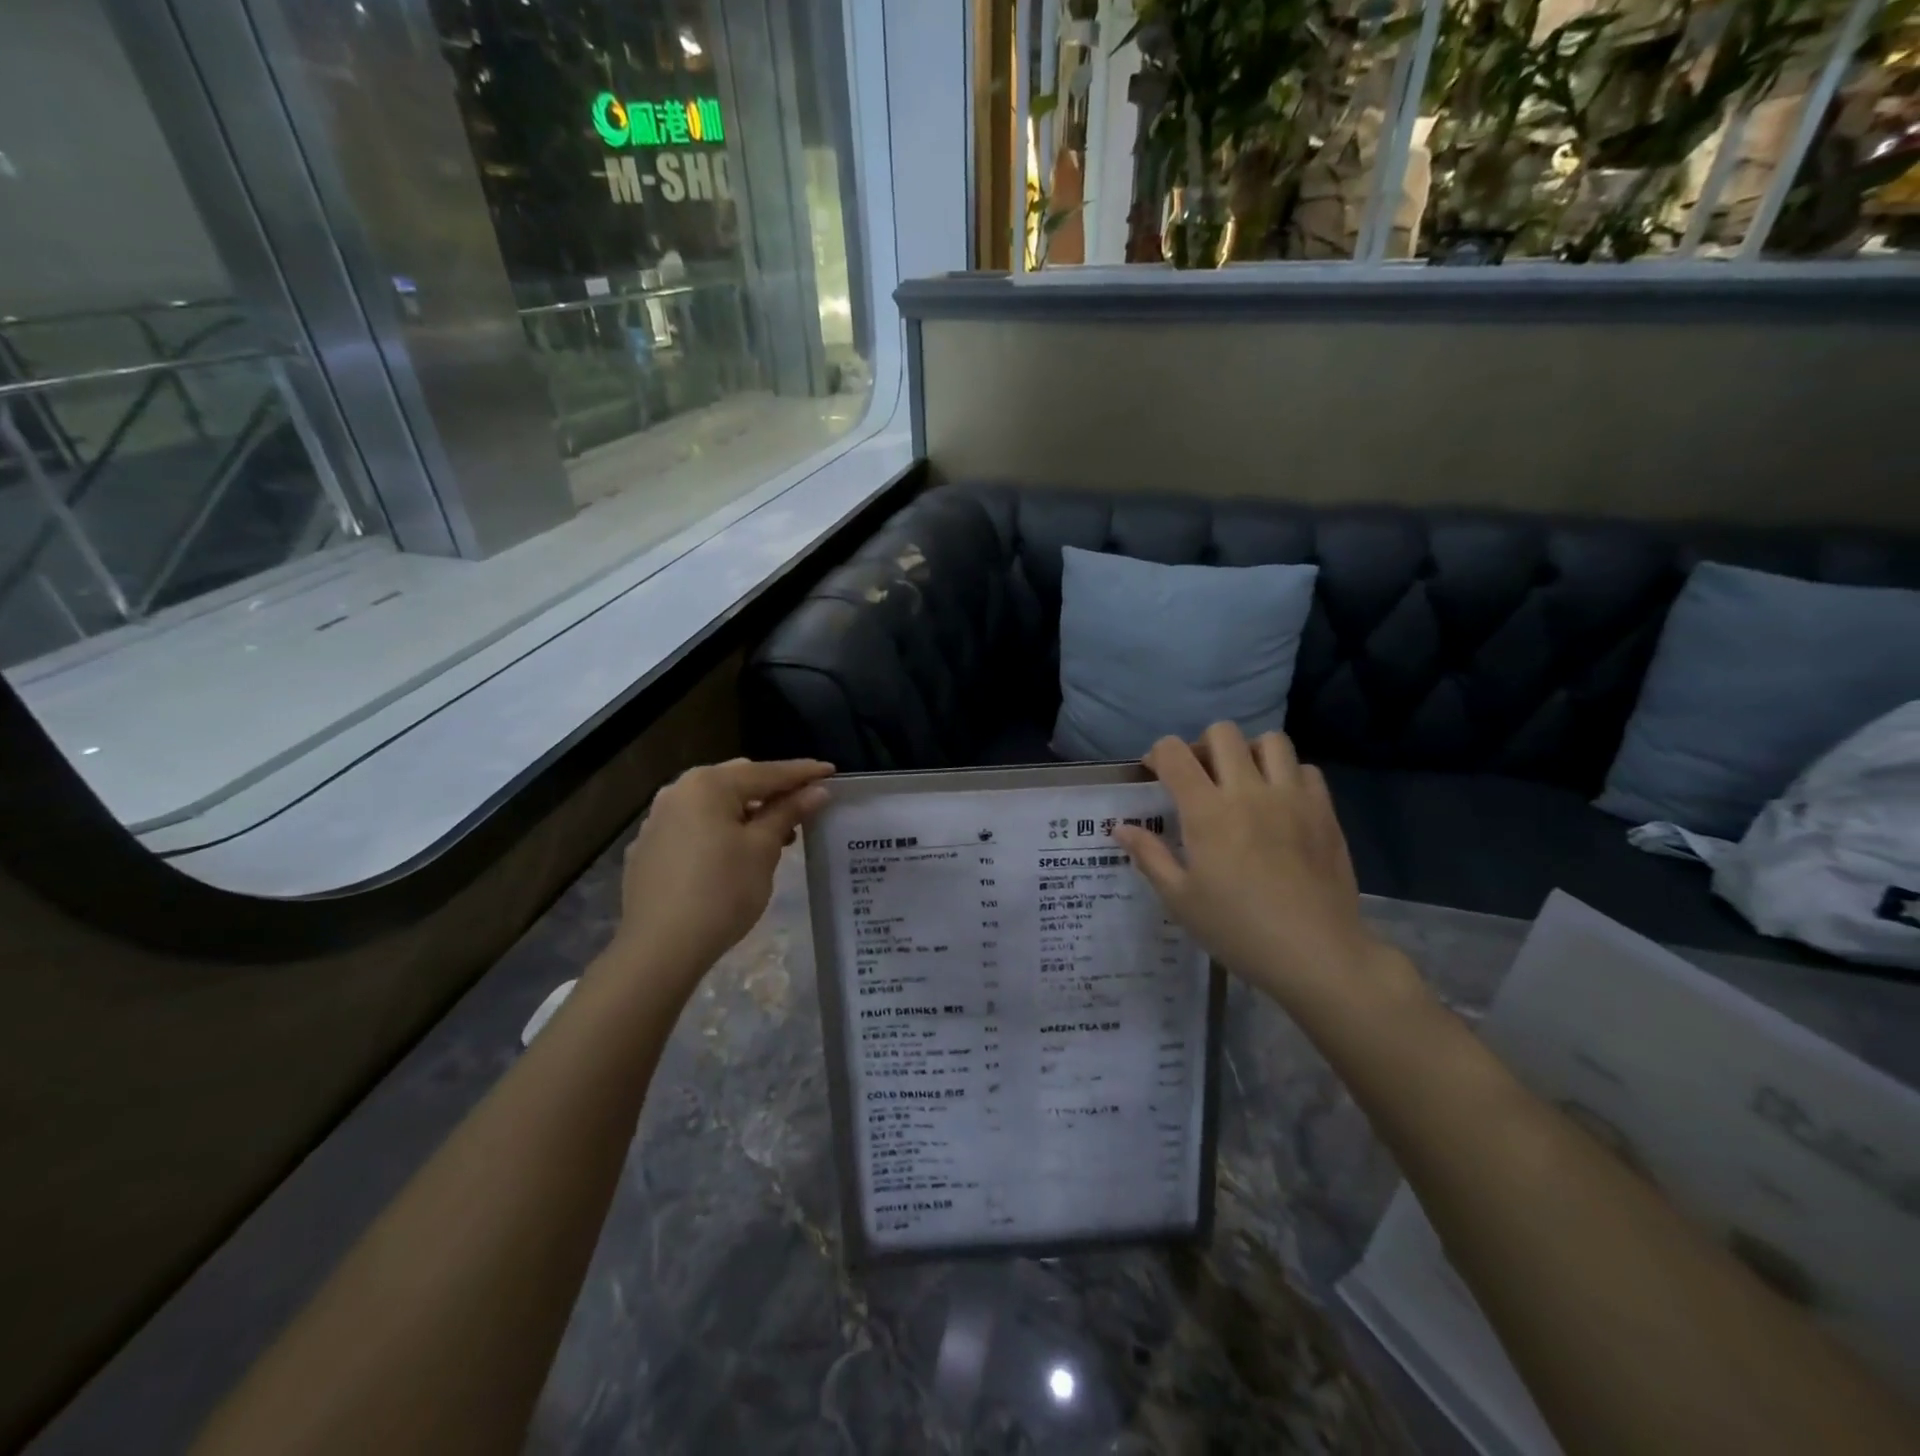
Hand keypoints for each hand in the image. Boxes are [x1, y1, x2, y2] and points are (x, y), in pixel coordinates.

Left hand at [608, 757, 833, 992]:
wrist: (659, 949)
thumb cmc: (721, 892)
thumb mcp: (763, 849)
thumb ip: (789, 812)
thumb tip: (816, 790)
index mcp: (708, 785)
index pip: (766, 772)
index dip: (802, 773)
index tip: (830, 771)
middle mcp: (678, 791)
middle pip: (737, 781)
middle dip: (771, 791)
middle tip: (803, 807)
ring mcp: (657, 820)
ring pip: (713, 804)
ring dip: (745, 812)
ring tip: (773, 835)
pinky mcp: (647, 849)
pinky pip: (693, 826)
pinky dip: (718, 830)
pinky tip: (731, 854)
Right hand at [1114, 723, 1409, 1012]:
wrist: (1316, 954)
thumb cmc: (1238, 930)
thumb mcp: (1180, 900)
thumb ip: (1149, 856)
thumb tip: (1121, 829)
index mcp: (1207, 812)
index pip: (1174, 752)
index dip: (1158, 754)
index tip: (1156, 775)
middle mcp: (1248, 791)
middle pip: (1222, 733)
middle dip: (1203, 746)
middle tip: (1200, 777)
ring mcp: (1292, 798)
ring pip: (1271, 741)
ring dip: (1250, 753)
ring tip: (1244, 782)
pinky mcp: (1324, 812)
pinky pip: (1306, 770)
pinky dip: (1289, 776)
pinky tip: (1281, 804)